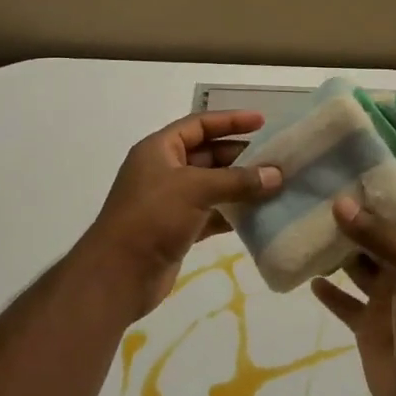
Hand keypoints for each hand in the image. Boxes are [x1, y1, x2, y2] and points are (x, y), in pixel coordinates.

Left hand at [73, 111, 282, 320]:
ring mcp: (171, 201)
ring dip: (240, 186)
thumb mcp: (195, 189)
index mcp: (160, 149)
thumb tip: (276, 175)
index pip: (199, 124)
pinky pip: (212, 212)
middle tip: (276, 158)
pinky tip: (259, 215)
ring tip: (275, 185)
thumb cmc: (152, 217)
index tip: (262, 121)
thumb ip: (237, 180)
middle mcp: (164, 170)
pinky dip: (232, 213)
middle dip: (240, 156)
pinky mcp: (178, 229)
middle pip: (208, 154)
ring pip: (212, 185)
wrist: (119, 274)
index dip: (230, 120)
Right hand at [312, 200, 395, 395]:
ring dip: (335, 252)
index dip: (374, 195)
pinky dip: (328, 292)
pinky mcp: (367, 328)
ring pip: (356, 267)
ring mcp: (385, 300)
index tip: (341, 172)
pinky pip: (344, 303)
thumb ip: (379, 237)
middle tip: (311, 196)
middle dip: (349, 219)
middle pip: (373, 237)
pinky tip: (308, 276)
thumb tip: (340, 203)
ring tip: (304, 227)